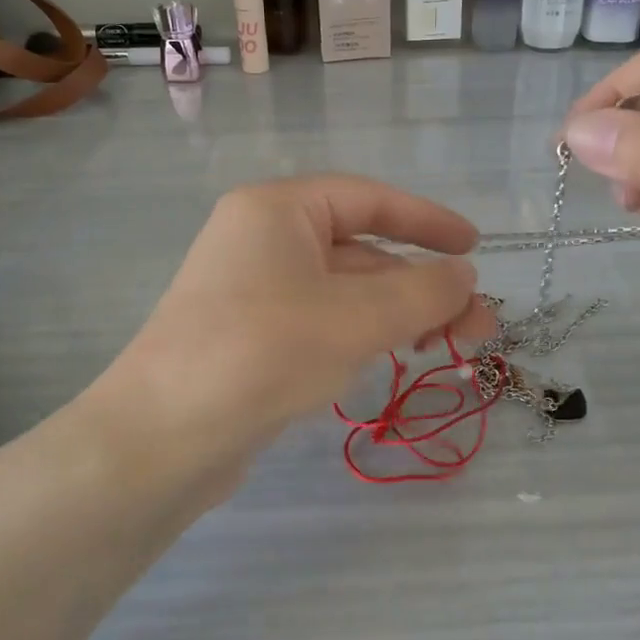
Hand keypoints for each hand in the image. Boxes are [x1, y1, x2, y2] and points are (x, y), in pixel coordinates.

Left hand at [79, 176, 491, 503]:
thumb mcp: (356, 317)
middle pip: (361, 251)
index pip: (368, 199)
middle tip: (477, 326)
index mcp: (277, 210)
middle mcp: (261, 240)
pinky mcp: (249, 337)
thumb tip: (465, 276)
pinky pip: (320, 321)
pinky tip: (391, 359)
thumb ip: (422, 292)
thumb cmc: (263, 353)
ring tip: (447, 349)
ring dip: (397, 314)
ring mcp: (252, 291)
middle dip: (422, 286)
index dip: (428, 220)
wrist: (161, 439)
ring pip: (343, 292)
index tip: (475, 248)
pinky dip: (362, 334)